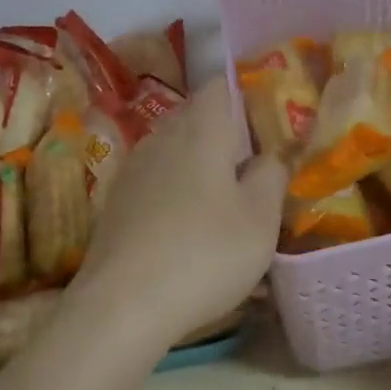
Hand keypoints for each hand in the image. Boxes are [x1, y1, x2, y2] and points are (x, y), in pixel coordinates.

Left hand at [73, 77, 284, 348]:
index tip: (267, 121)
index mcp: (200, 128)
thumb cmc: (205, 253)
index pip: (220, 85)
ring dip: (199, 164)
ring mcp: (134, 166)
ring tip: (225, 200)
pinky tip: (188, 226)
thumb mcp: (260, 219)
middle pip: (196, 116)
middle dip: (225, 133)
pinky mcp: (117, 199)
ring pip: (174, 148)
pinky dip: (175, 190)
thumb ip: (272, 174)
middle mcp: (162, 135)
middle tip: (255, 165)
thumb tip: (274, 152)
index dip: (245, 93)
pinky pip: (156, 178)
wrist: (122, 304)